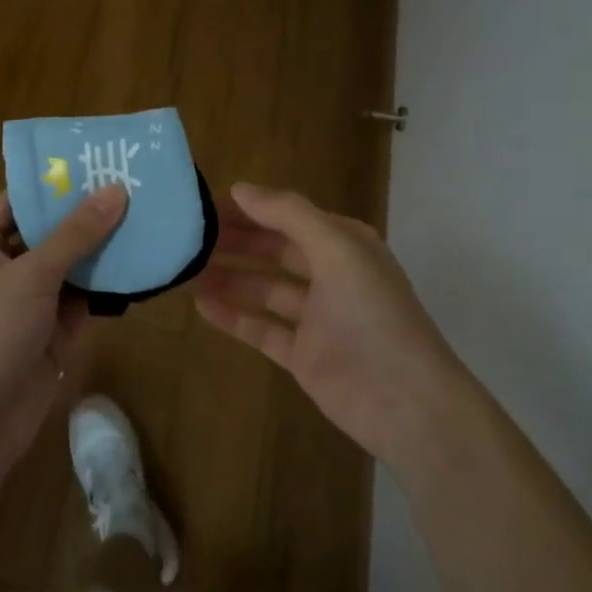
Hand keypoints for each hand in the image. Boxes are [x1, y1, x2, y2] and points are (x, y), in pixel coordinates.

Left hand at [0, 185, 128, 477]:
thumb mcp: (31, 275)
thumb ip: (75, 234)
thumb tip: (115, 191)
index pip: (19, 199)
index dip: (55, 181)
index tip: (98, 161)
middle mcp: (3, 266)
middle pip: (49, 230)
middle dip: (87, 213)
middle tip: (134, 185)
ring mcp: (29, 300)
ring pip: (70, 264)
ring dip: (102, 248)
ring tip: (147, 215)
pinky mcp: (52, 330)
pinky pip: (83, 297)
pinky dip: (107, 284)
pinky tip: (142, 262)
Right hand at [193, 183, 468, 473]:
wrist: (406, 403)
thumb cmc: (373, 315)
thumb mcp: (337, 250)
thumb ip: (289, 214)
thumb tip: (240, 188)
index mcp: (344, 244)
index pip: (288, 216)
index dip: (250, 209)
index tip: (205, 205)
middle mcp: (330, 275)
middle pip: (273, 250)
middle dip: (234, 241)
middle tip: (187, 237)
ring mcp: (316, 318)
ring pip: (264, 288)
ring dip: (228, 278)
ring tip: (185, 270)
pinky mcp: (304, 355)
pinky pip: (262, 328)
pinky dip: (233, 317)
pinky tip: (200, 306)